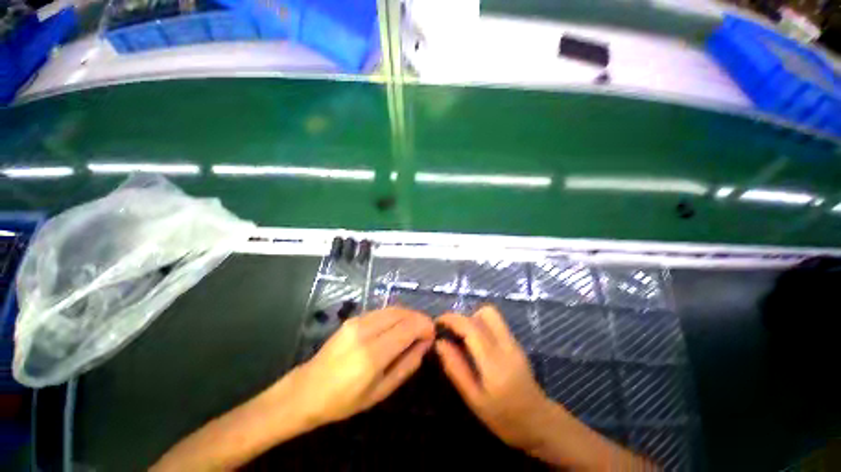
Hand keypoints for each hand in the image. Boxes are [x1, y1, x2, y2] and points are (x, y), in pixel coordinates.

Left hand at [290, 306, 434, 426]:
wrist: (307, 390)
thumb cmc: (345, 400)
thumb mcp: (382, 391)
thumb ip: (407, 364)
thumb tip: (425, 344)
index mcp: (373, 354)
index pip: (408, 327)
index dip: (425, 326)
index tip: (432, 333)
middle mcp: (365, 331)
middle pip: (401, 313)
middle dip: (418, 318)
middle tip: (426, 331)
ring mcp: (357, 321)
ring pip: (392, 308)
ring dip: (408, 315)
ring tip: (414, 328)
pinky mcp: (352, 318)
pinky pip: (381, 311)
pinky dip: (395, 315)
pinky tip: (397, 326)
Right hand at [434, 306, 552, 452]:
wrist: (539, 423)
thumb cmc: (504, 418)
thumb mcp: (474, 399)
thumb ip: (456, 368)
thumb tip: (439, 343)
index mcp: (494, 362)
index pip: (471, 327)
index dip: (452, 319)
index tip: (437, 322)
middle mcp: (506, 346)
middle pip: (484, 313)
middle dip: (464, 317)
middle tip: (452, 332)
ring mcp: (514, 342)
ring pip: (491, 315)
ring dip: (473, 319)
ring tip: (463, 337)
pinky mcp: (516, 343)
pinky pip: (496, 323)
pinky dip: (481, 325)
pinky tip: (475, 343)